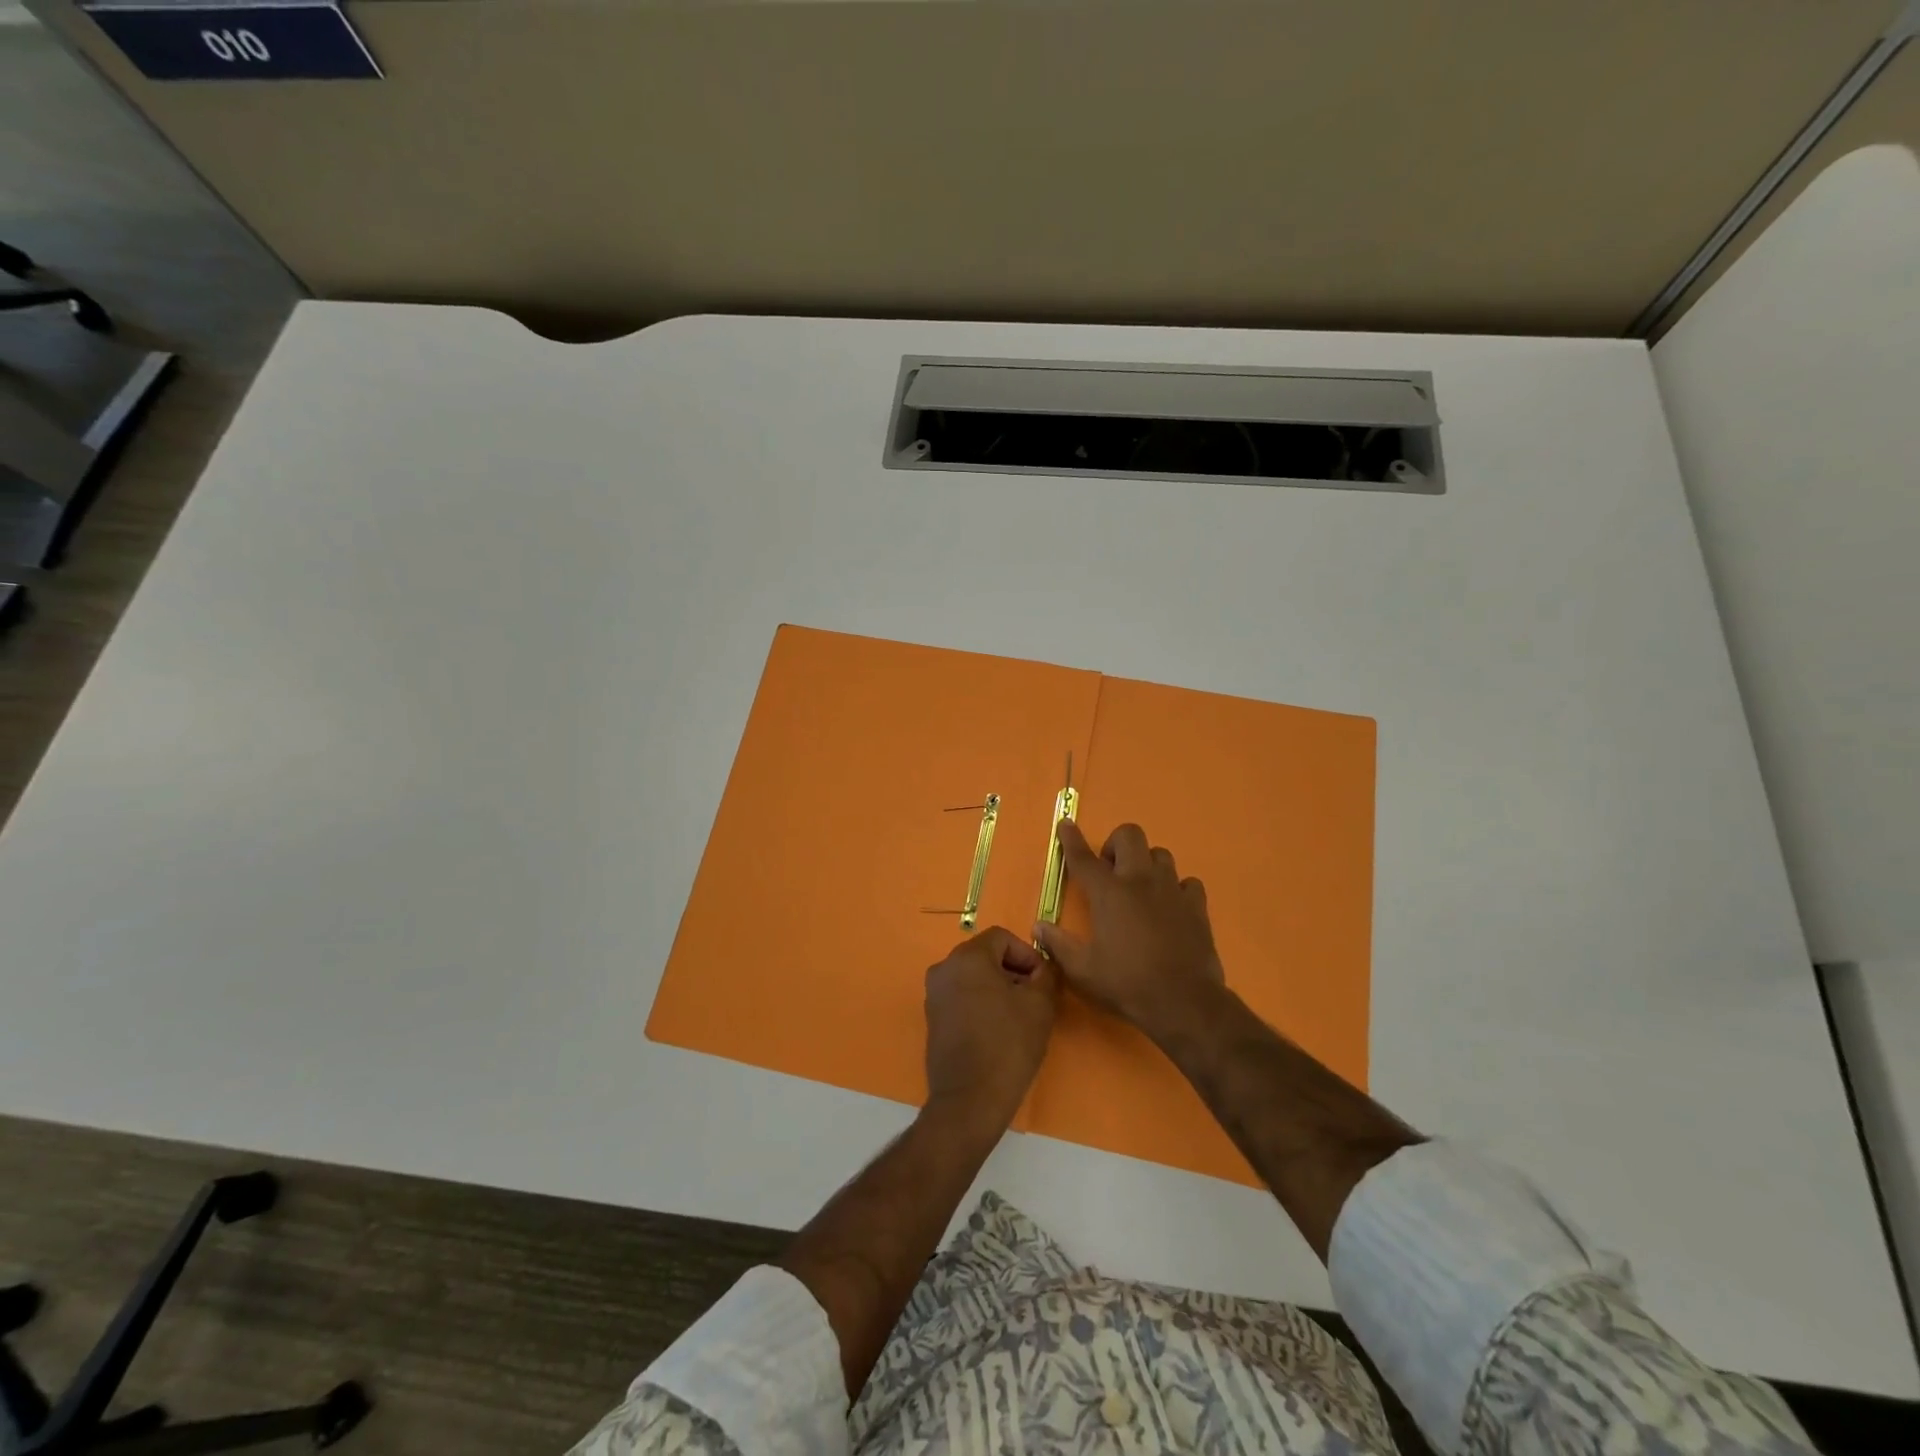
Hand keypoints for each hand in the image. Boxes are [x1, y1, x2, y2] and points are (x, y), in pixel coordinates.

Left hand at [924, 927, 1059, 1128]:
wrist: (969, 1100)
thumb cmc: (1008, 1045)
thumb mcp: (1040, 1005)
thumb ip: (1046, 975)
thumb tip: (1045, 968)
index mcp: (967, 957)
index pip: (1002, 938)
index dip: (1027, 954)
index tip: (1043, 981)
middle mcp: (944, 969)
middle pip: (986, 956)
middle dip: (1014, 971)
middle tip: (1036, 998)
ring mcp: (934, 995)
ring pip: (974, 977)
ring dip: (998, 988)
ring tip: (1020, 1016)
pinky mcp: (933, 1019)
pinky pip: (962, 997)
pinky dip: (981, 1004)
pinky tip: (999, 1030)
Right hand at [1033, 821, 1224, 1041]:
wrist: (1184, 1002)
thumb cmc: (1127, 984)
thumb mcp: (1083, 970)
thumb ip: (1058, 944)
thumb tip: (1039, 926)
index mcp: (1108, 893)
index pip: (1083, 857)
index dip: (1071, 839)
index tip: (1066, 823)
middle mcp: (1140, 881)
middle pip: (1129, 835)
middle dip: (1115, 844)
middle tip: (1110, 872)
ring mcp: (1172, 890)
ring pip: (1160, 854)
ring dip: (1146, 863)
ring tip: (1140, 888)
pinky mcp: (1196, 906)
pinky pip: (1187, 882)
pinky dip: (1176, 888)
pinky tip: (1170, 906)